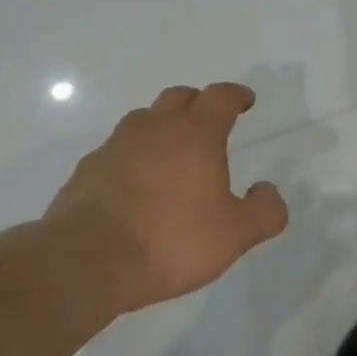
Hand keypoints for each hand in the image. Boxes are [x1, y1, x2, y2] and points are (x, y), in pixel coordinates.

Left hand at [45, 82, 289, 313]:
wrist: (88, 260)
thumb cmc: (171, 240)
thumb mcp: (234, 234)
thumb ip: (263, 211)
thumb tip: (269, 191)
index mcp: (195, 135)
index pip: (220, 97)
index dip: (235, 95)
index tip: (245, 100)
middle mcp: (154, 129)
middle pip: (178, 97)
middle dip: (197, 103)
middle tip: (208, 121)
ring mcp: (116, 146)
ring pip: (142, 119)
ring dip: (160, 126)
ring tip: (170, 151)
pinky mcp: (87, 170)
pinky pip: (115, 150)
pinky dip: (131, 156)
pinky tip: (134, 184)